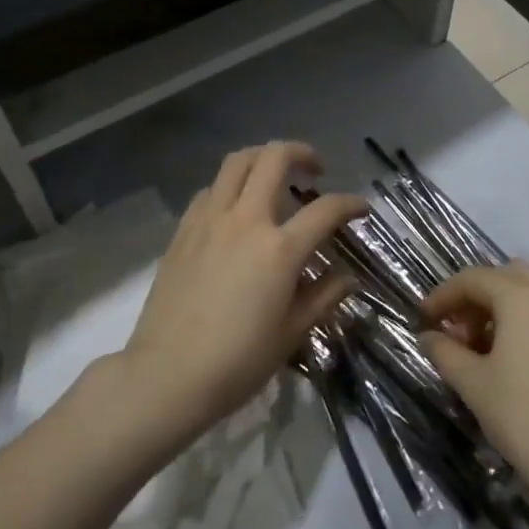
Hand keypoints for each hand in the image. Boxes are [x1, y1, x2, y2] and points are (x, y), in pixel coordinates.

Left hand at [118, 142, 365, 437]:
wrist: (167, 375)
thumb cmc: (237, 362)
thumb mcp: (291, 333)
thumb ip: (323, 296)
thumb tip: (347, 276)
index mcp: (279, 249)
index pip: (326, 209)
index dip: (350, 203)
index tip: (361, 208)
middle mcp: (245, 220)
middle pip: (274, 158)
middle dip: (302, 153)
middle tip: (315, 169)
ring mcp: (209, 220)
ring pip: (237, 162)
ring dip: (263, 158)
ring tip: (275, 176)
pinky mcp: (183, 229)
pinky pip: (210, 189)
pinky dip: (230, 186)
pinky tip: (235, 208)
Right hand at [419, 262, 528, 496]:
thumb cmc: (524, 415)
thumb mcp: (473, 383)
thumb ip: (445, 351)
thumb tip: (429, 336)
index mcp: (522, 295)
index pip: (473, 279)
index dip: (443, 296)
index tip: (423, 319)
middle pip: (506, 278)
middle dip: (477, 298)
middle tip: (457, 331)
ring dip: (503, 312)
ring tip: (483, 352)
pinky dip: (528, 327)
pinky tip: (515, 366)